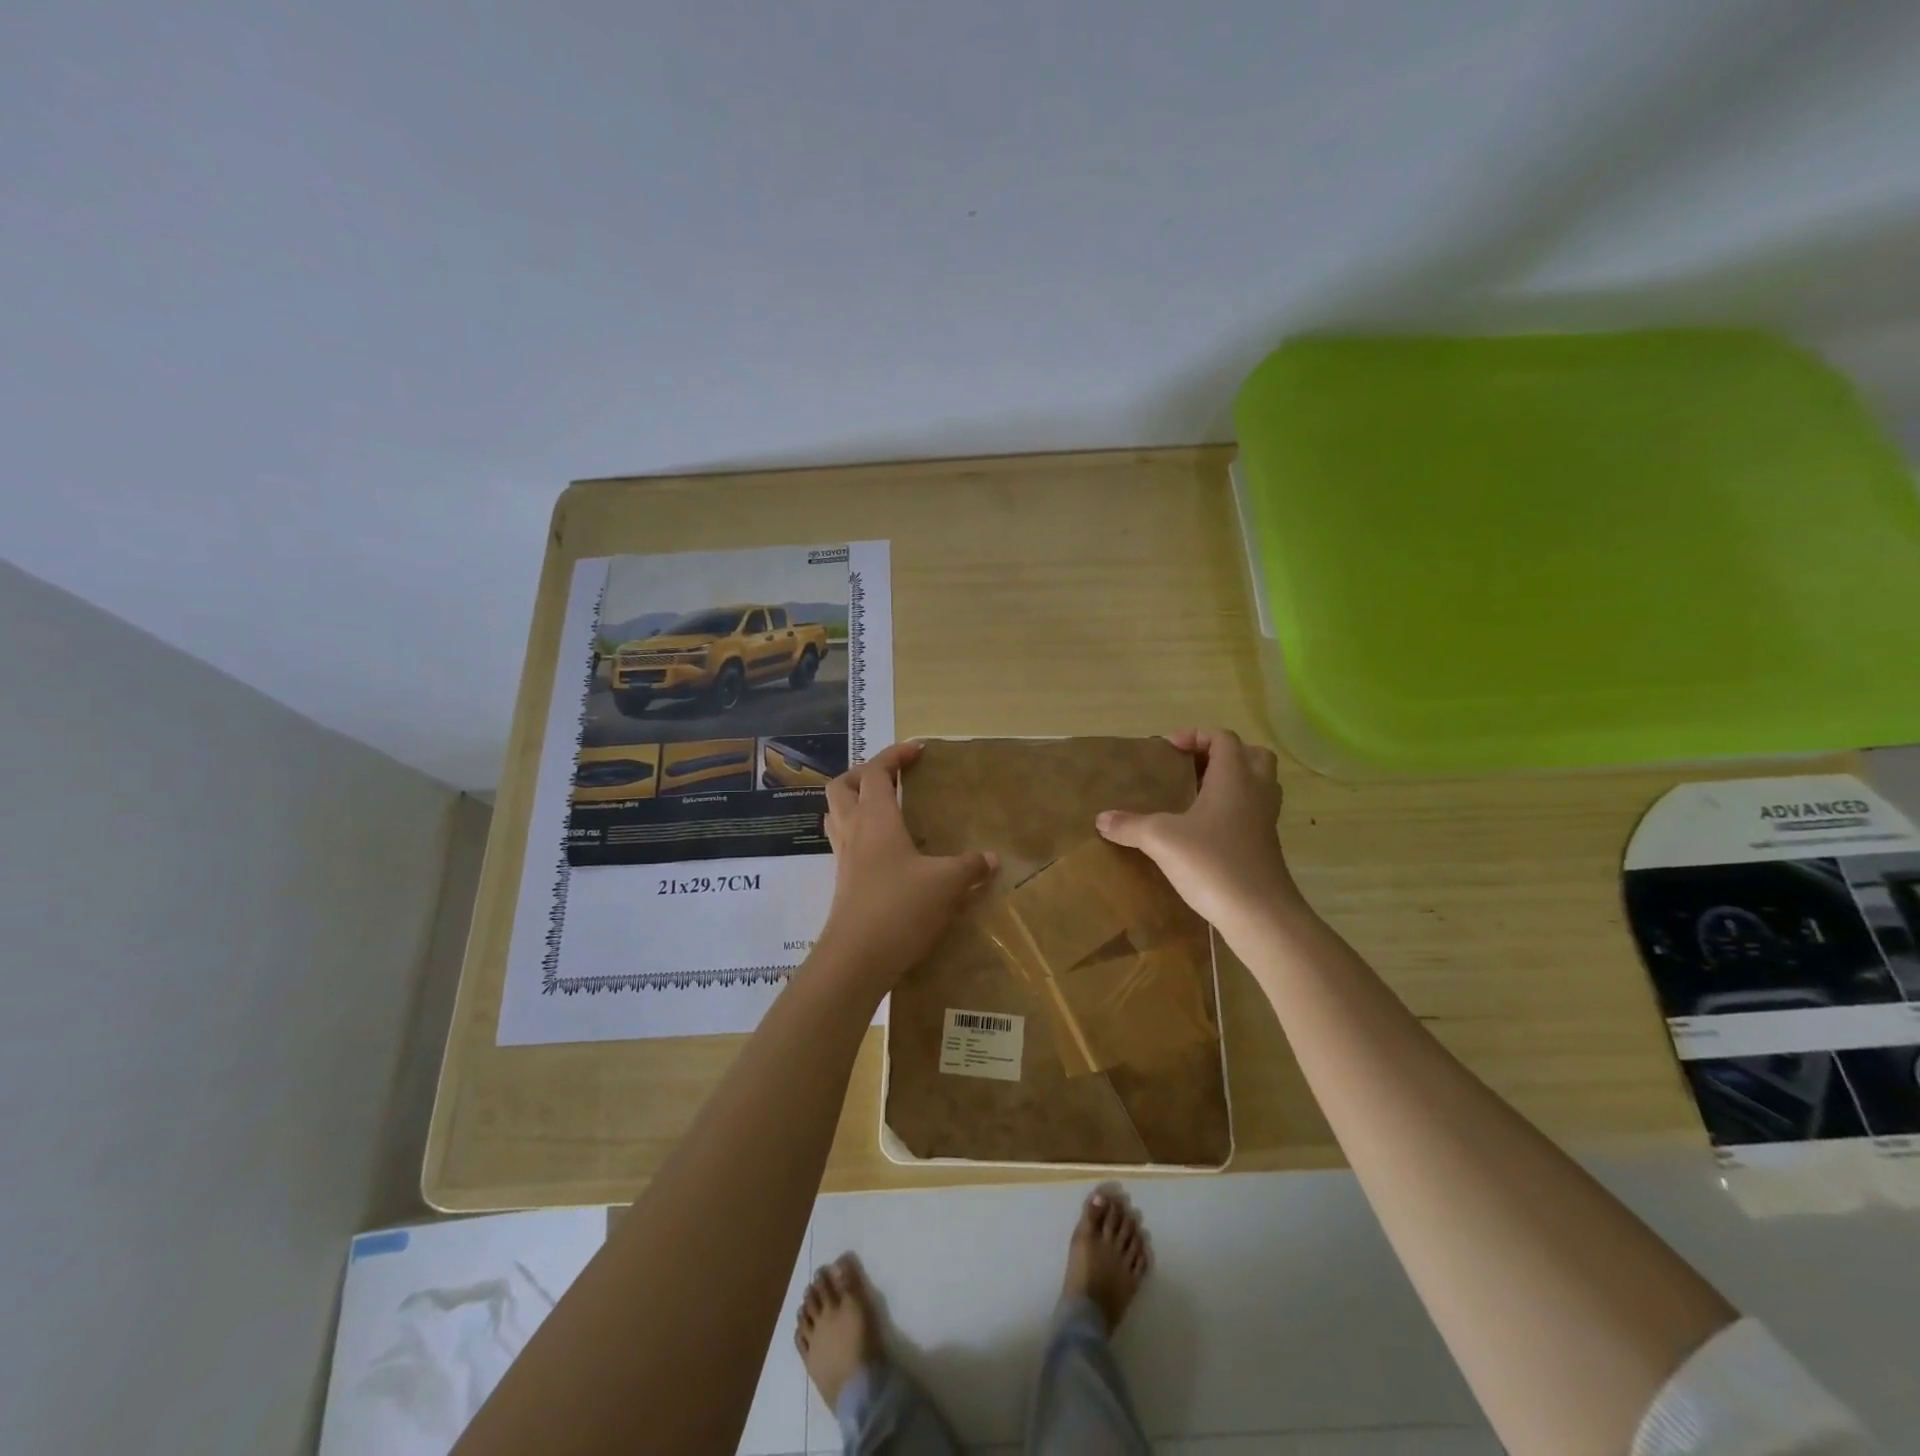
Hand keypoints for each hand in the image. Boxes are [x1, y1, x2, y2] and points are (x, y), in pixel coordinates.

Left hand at [812, 742, 997, 990]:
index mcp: (875, 818)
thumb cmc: (900, 907)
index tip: (918, 750)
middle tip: (894, 778)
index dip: (894, 755)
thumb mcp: (945, 883)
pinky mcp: (843, 883)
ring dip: (856, 802)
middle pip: (842, 786)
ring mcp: (844, 858)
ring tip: (887, 808)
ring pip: (838, 814)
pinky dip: (861, 834)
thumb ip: (969, 867)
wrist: (857, 958)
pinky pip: (846, 843)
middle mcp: (853, 831)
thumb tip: (991, 858)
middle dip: (865, 774)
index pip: (876, 772)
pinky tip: (887, 852)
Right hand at [1096, 728, 1302, 933]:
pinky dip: (1233, 811)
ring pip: (1257, 785)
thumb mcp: (1161, 839)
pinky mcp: (1265, 846)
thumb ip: (1130, 825)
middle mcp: (1256, 791)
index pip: (1222, 738)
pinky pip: (1253, 813)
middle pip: (1250, 755)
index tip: (1168, 750)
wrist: (1259, 914)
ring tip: (1196, 796)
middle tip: (1190, 768)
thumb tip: (1101, 819)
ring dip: (1231, 782)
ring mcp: (1265, 820)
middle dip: (1221, 755)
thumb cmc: (1212, 863)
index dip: (1195, 736)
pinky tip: (1204, 830)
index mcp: (1234, 777)